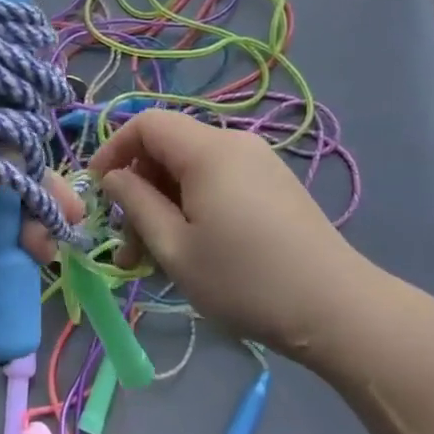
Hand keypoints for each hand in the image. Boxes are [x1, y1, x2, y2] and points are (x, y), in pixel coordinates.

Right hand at [89, 110, 371, 355]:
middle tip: (128, 247)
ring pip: (192, 171)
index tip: (97, 192)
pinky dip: (193, 208)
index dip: (113, 150)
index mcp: (208, 150)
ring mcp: (259, 164)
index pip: (146, 123)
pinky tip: (192, 252)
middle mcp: (235, 144)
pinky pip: (218, 183)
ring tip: (153, 261)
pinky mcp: (274, 187)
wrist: (336, 309)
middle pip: (168, 149)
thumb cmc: (245, 280)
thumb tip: (113, 178)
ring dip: (164, 207)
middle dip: (138, 191)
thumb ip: (136, 204)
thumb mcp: (175, 247)